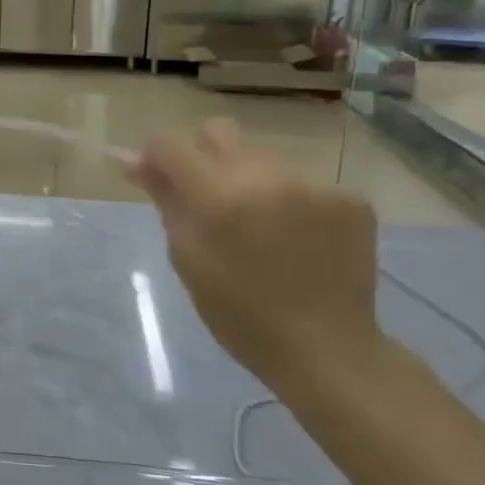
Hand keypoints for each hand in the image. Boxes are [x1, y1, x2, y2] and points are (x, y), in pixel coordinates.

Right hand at [128, 119, 381, 398]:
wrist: (326, 350)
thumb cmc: (239, 313)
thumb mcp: (187, 258)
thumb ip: (165, 200)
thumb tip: (135, 161)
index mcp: (218, 197)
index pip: (171, 143)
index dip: (158, 156)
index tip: (159, 180)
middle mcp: (267, 177)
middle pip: (219, 134)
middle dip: (203, 158)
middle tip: (208, 200)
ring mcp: (314, 185)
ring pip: (262, 159)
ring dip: (249, 181)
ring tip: (260, 228)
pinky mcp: (350, 198)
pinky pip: (302, 182)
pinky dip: (290, 202)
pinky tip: (297, 238)